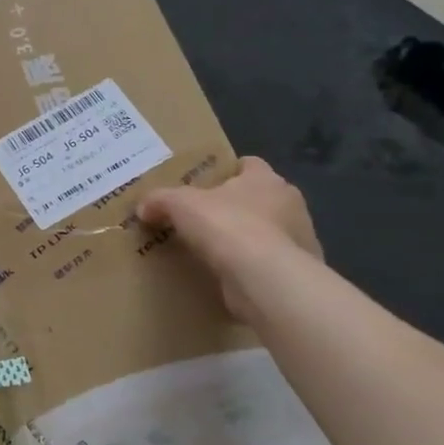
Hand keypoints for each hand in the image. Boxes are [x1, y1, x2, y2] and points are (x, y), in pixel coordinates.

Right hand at [136, 157, 319, 322]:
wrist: (265, 279)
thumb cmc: (227, 226)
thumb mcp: (180, 205)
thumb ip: (160, 200)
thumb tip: (144, 207)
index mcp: (266, 179)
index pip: (250, 165)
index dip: (228, 171)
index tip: (206, 183)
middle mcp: (289, 204)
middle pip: (260, 198)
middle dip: (236, 206)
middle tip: (204, 218)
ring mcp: (299, 239)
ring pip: (268, 232)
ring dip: (248, 238)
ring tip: (215, 251)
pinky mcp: (296, 272)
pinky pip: (270, 264)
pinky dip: (253, 267)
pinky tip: (230, 276)